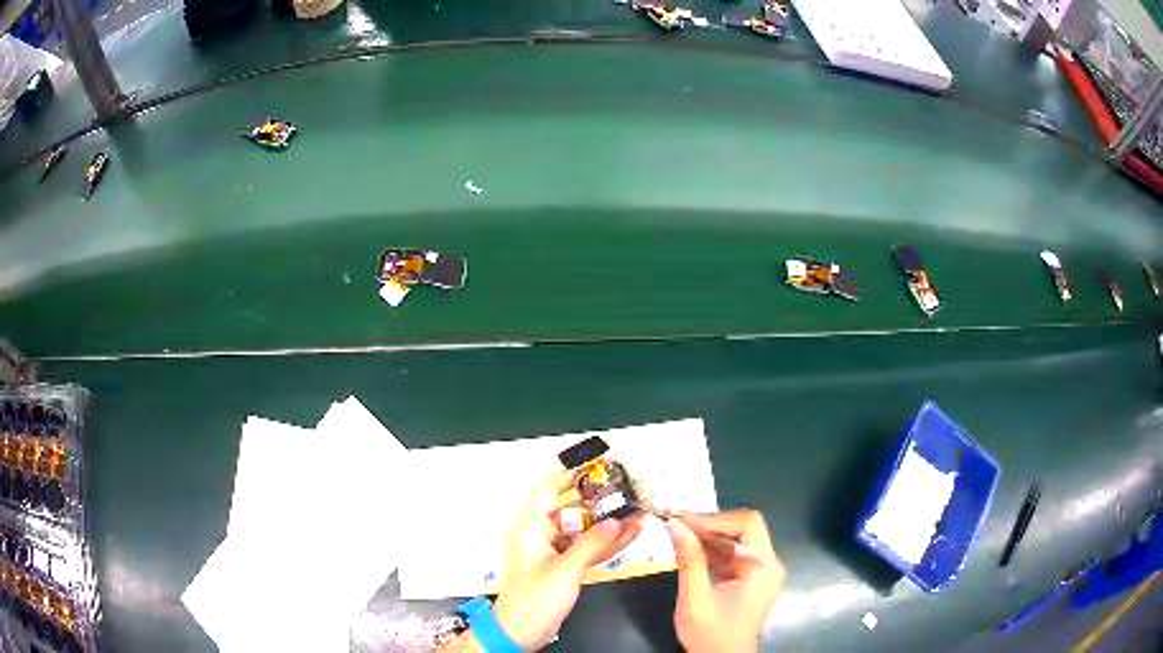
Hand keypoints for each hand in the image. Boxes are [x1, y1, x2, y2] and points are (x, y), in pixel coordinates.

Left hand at [493, 471, 643, 648]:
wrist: (523, 632)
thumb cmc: (533, 601)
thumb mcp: (565, 570)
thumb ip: (591, 544)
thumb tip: (616, 521)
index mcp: (531, 527)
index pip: (551, 489)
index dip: (575, 475)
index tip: (601, 466)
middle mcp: (542, 534)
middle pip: (575, 508)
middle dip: (604, 499)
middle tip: (631, 488)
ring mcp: (556, 550)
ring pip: (587, 528)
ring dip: (613, 520)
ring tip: (641, 506)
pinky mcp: (566, 566)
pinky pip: (590, 547)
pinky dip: (609, 541)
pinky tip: (632, 531)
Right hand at [666, 510, 785, 652]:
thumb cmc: (711, 634)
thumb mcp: (695, 598)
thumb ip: (689, 559)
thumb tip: (675, 523)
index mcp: (763, 567)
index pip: (748, 523)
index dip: (715, 518)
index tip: (683, 520)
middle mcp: (767, 564)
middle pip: (743, 529)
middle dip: (709, 525)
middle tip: (676, 523)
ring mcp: (759, 572)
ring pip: (736, 541)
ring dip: (707, 536)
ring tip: (677, 532)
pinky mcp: (748, 580)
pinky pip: (731, 555)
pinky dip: (710, 550)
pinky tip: (688, 549)